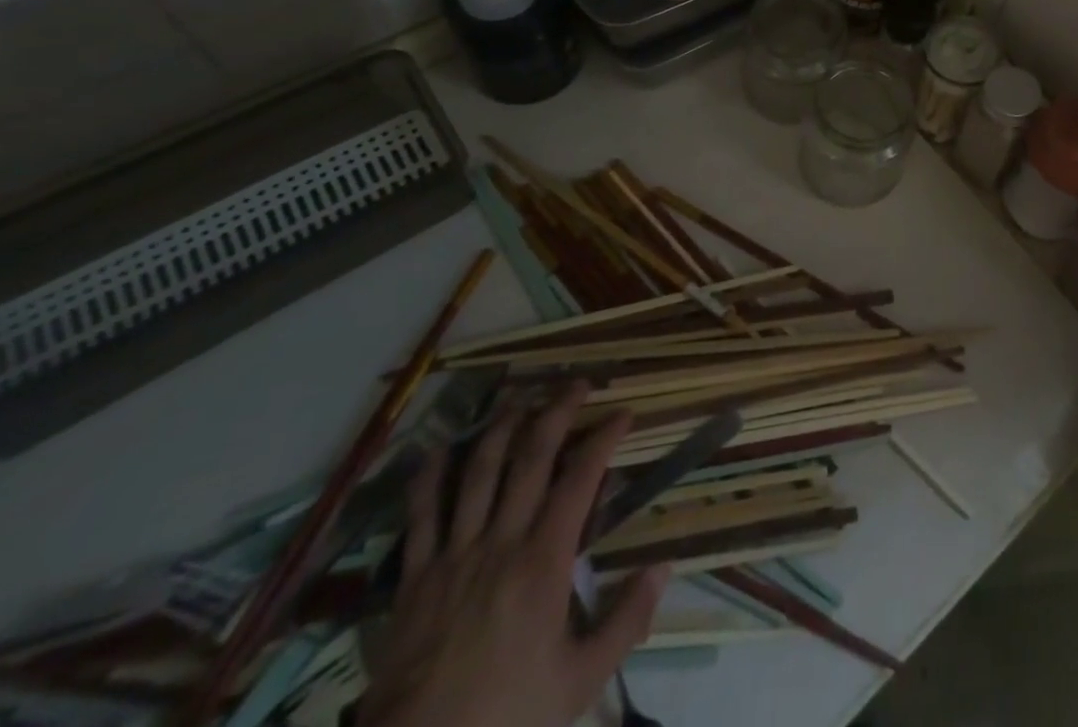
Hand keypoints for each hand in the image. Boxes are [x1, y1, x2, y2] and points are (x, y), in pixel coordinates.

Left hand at [360, 383, 669, 726]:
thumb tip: (663, 568)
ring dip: (502, 427)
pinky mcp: (414, 577)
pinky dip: (430, 477)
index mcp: (543, 562)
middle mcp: (500, 542)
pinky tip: (440, 449)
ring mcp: (454, 555)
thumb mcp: (580, 682)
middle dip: (557, 412)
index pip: (580, 479)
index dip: (604, 439)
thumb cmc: (506, 718)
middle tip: (577, 384)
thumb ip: (626, 621)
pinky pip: (421, 515)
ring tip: (520, 398)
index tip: (623, 413)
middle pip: (530, 458)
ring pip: (479, 472)